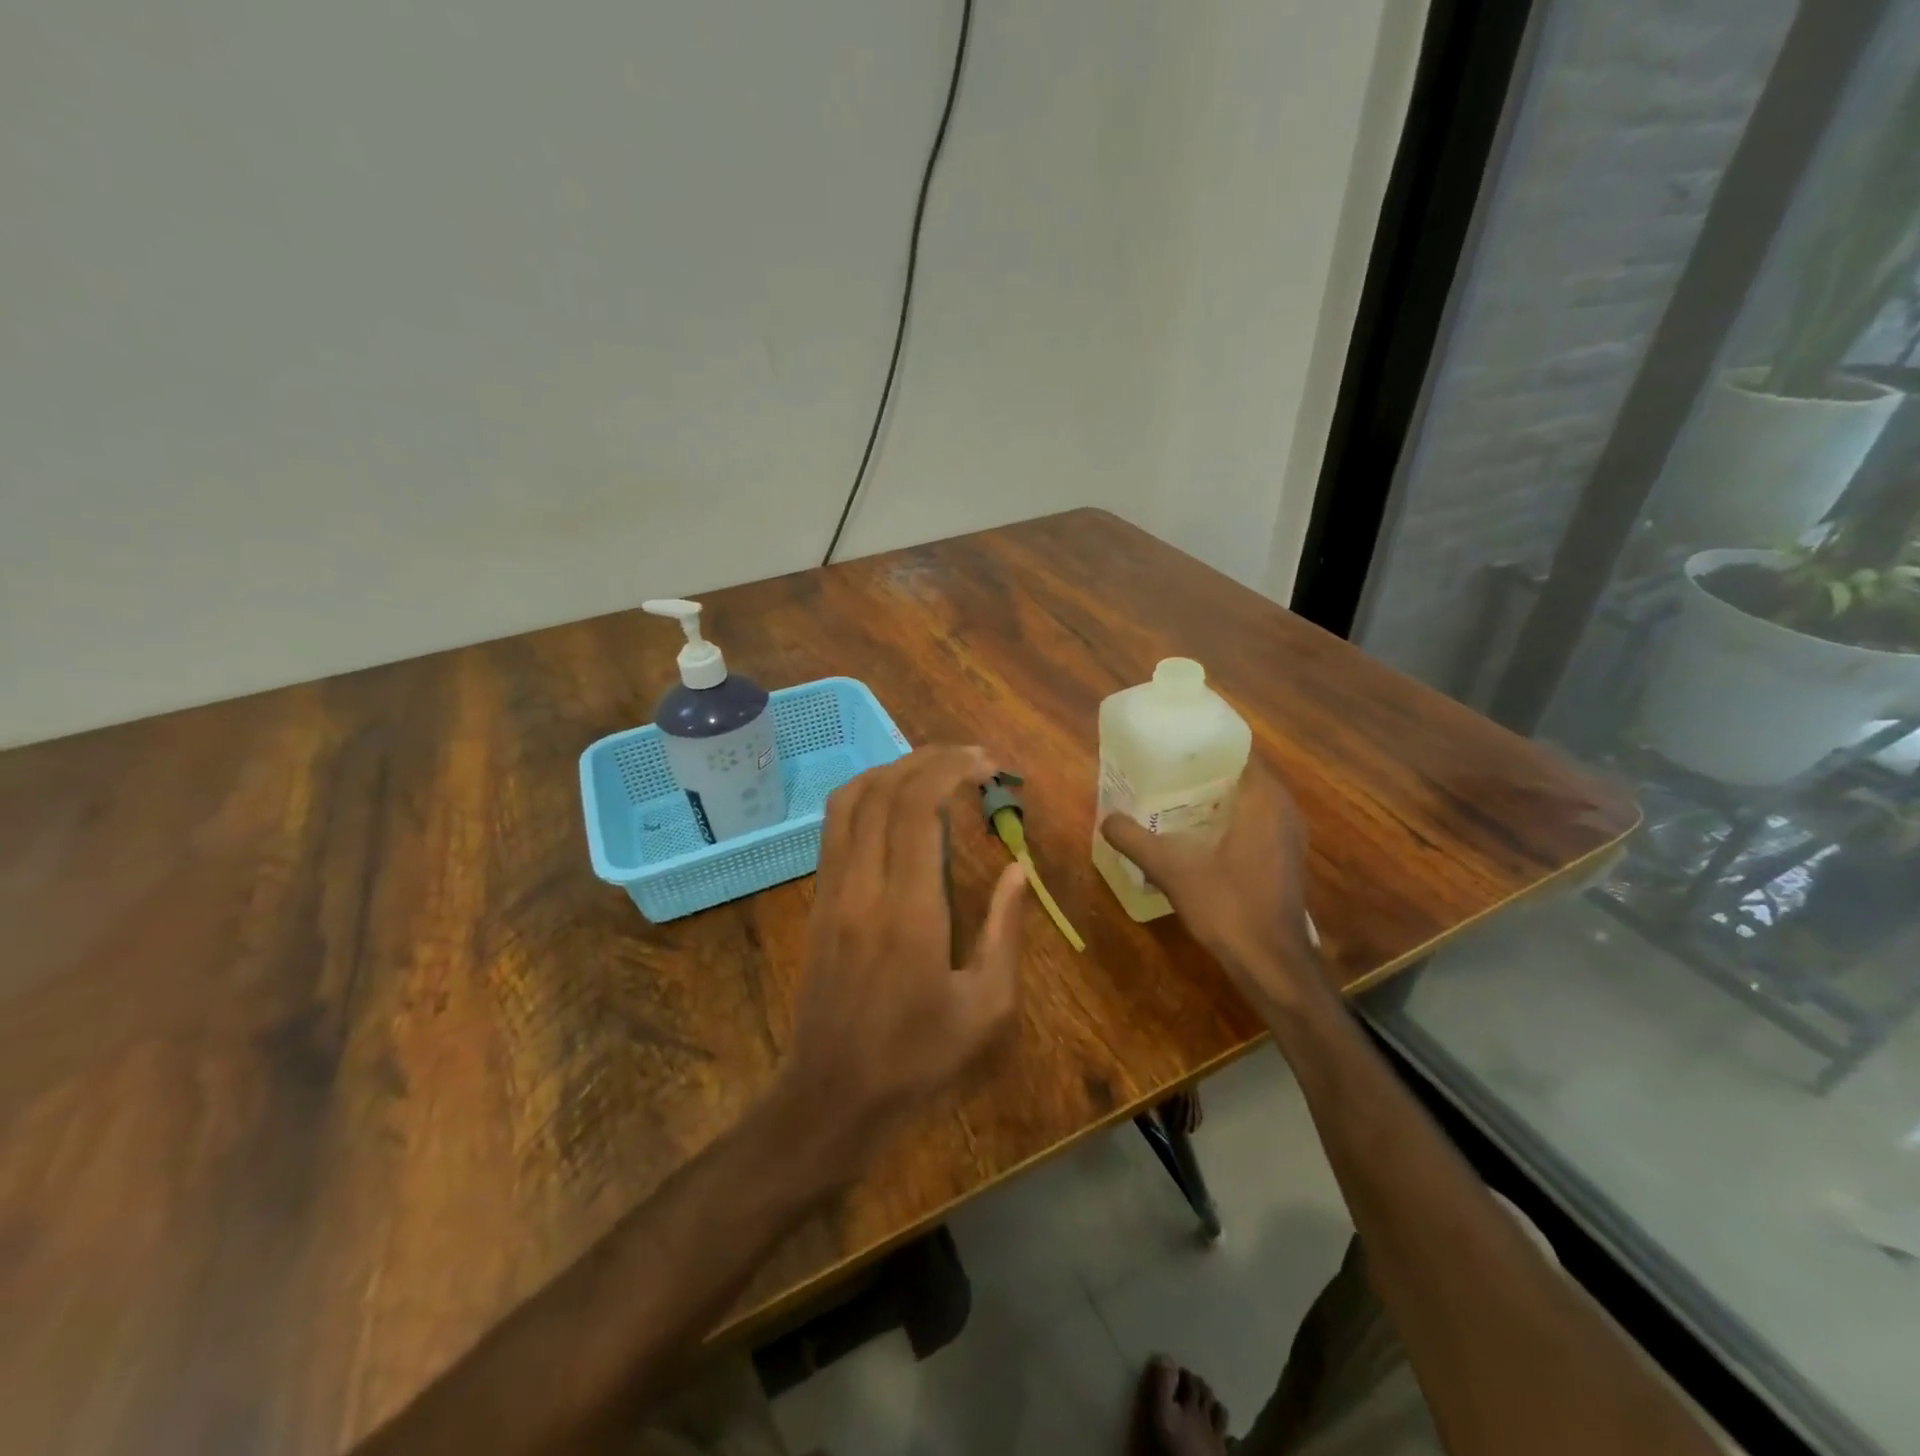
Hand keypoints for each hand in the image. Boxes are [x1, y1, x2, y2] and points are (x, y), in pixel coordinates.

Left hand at [780, 746, 1028, 1172]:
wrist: (831, 1096)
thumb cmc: (917, 1059)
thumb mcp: (986, 1008)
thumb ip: (1005, 931)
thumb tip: (1017, 870)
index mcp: (908, 911)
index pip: (917, 808)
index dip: (951, 770)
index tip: (988, 765)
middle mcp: (862, 887)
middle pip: (883, 791)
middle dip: (929, 759)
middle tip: (972, 758)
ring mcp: (831, 891)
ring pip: (849, 800)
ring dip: (892, 771)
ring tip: (934, 771)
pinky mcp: (817, 901)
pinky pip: (834, 827)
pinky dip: (866, 796)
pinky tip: (895, 805)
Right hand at [1100, 763, 1327, 1018]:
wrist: (1271, 962)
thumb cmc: (1228, 906)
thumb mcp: (1171, 869)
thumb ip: (1135, 840)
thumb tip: (1105, 819)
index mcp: (1264, 800)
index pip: (1238, 751)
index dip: (1205, 745)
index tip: (1172, 744)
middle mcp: (1283, 810)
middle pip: (1241, 774)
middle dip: (1203, 771)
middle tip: (1163, 769)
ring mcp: (1287, 836)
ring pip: (1248, 801)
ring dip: (1215, 797)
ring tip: (1172, 796)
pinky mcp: (1284, 859)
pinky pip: (1254, 822)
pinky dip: (1227, 820)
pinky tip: (1195, 833)